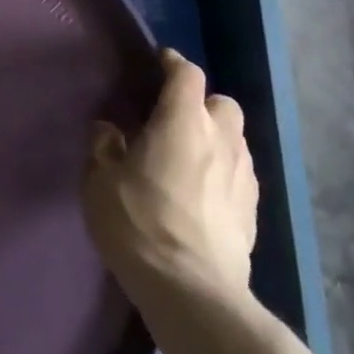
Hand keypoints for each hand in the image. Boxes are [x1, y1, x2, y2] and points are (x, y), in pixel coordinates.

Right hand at [82, 49, 257, 308]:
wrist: (191, 290)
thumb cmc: (138, 223)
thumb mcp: (100, 181)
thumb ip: (104, 147)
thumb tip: (109, 130)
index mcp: (182, 121)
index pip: (186, 73)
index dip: (173, 63)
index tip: (160, 63)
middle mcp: (220, 139)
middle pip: (221, 103)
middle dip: (202, 104)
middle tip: (175, 120)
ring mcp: (242, 176)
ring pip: (235, 140)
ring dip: (216, 139)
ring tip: (191, 158)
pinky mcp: (253, 211)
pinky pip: (240, 175)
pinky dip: (224, 172)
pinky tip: (205, 193)